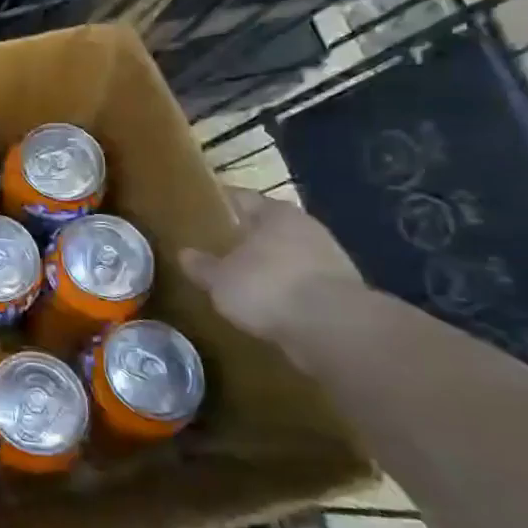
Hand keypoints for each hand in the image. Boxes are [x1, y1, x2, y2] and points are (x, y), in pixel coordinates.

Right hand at [180, 188, 360, 340]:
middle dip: (248, 236)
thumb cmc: (268, 287)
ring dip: (270, 265)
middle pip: (269, 226)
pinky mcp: (342, 292)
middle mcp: (306, 228)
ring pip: (289, 255)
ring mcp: (329, 260)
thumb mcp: (220, 279)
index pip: (243, 198)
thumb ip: (203, 266)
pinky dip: (287, 291)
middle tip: (220, 246)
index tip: (203, 211)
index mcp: (275, 213)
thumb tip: (185, 254)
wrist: (334, 329)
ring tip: (243, 279)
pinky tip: (269, 305)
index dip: (222, 204)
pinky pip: (303, 284)